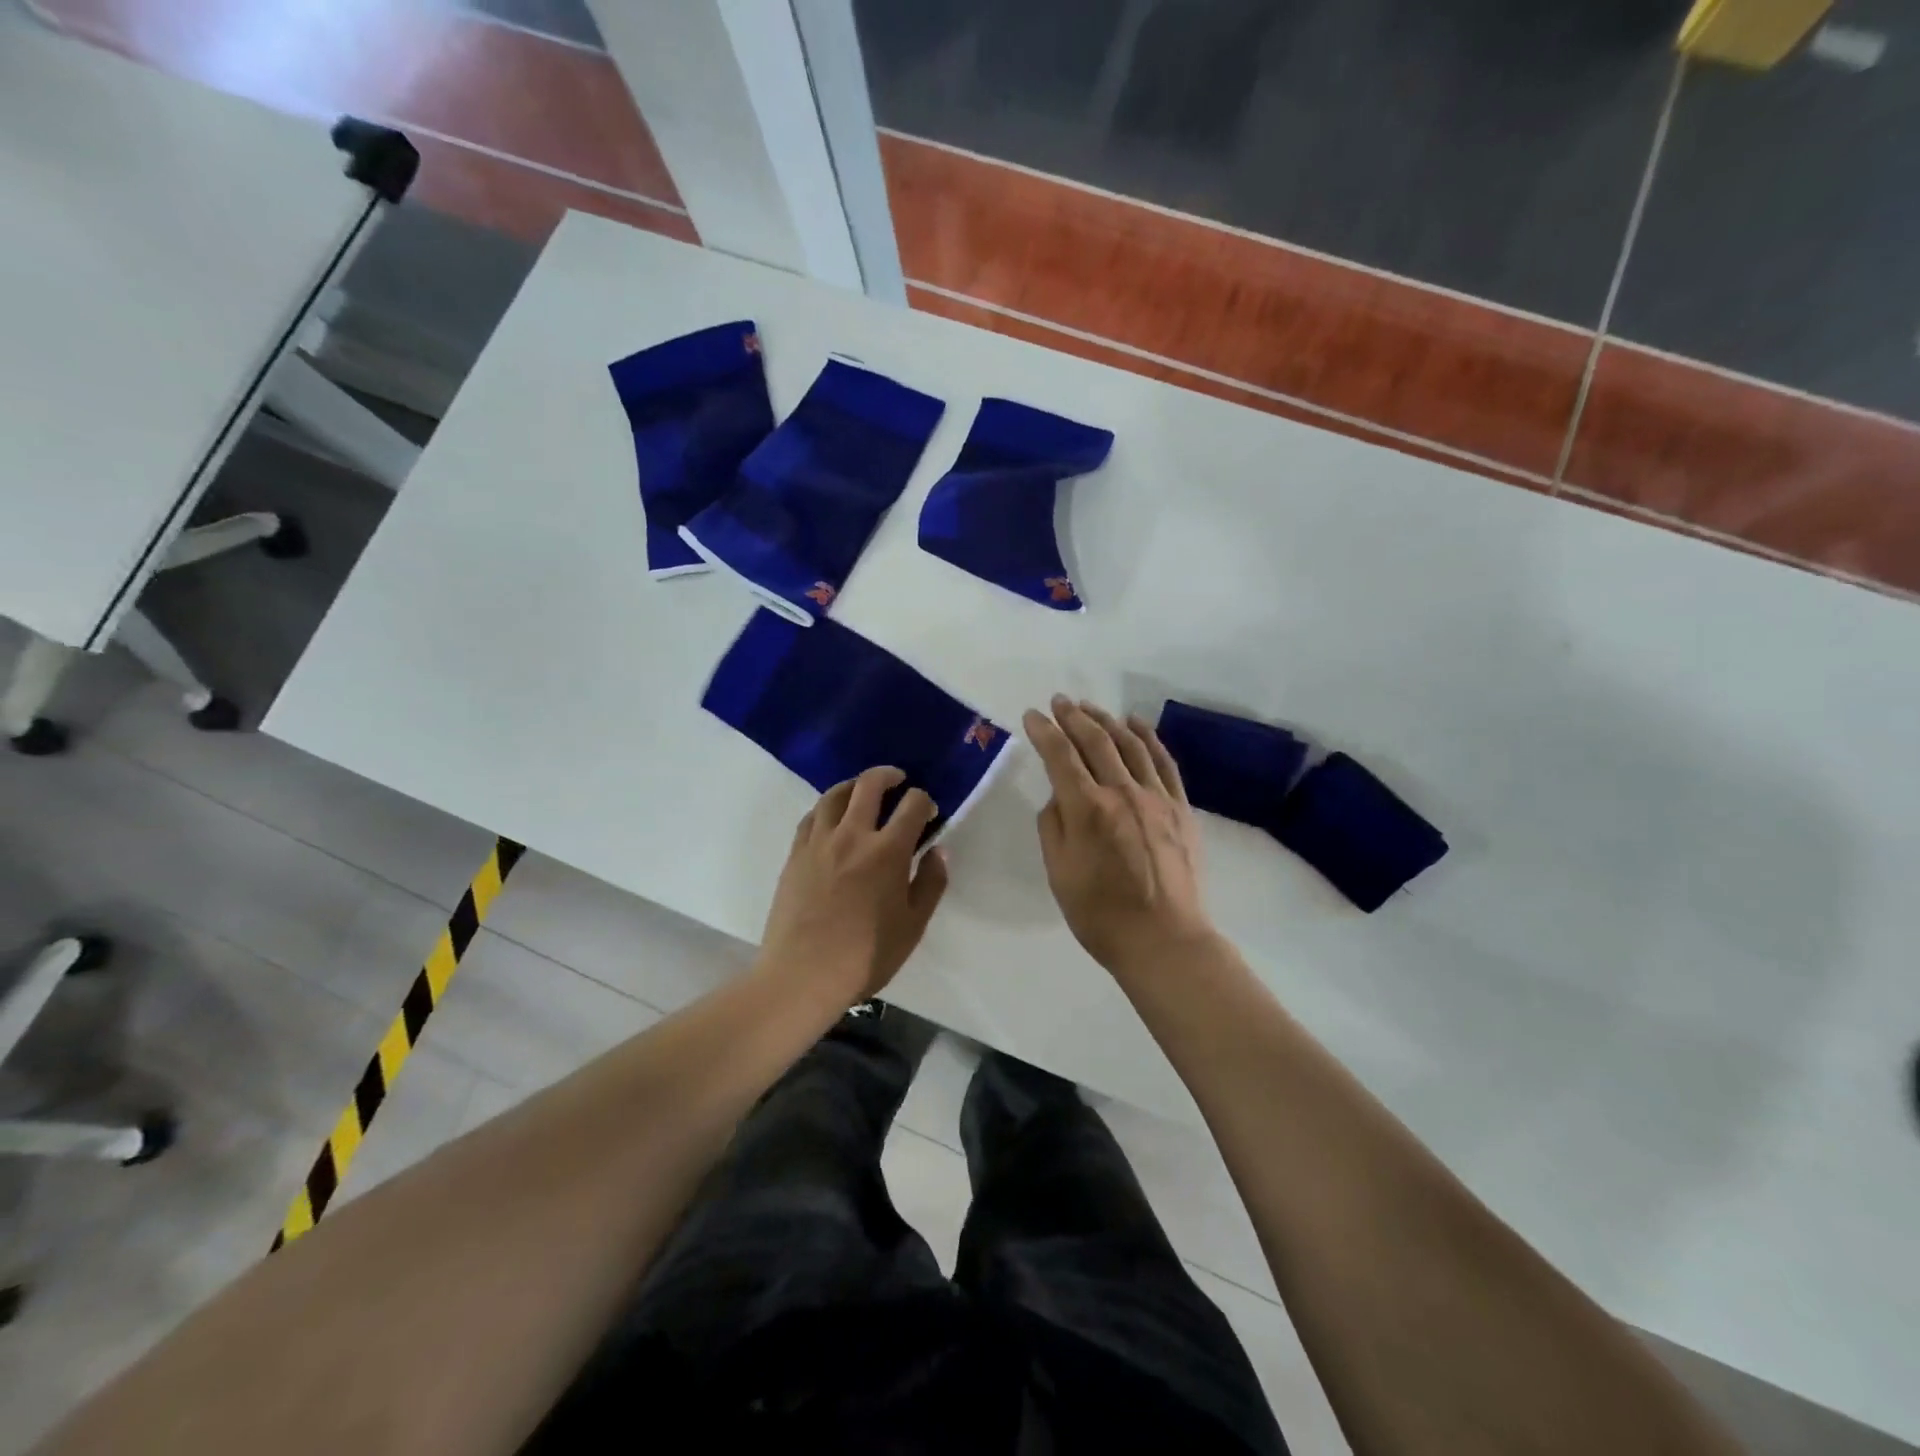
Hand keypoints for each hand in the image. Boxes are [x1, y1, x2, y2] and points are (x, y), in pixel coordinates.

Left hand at [758, 766, 950, 1004]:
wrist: (802, 975)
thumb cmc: (866, 956)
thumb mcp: (913, 925)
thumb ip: (930, 883)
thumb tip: (938, 851)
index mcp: (888, 851)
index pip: (912, 805)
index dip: (924, 800)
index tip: (928, 811)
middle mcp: (853, 835)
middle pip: (869, 785)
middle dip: (888, 776)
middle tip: (898, 780)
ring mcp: (819, 842)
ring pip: (835, 794)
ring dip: (854, 785)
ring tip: (863, 791)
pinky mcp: (795, 854)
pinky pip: (811, 816)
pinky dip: (826, 807)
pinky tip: (831, 817)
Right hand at [1023, 696, 1216, 980]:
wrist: (1164, 940)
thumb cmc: (1101, 914)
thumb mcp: (1059, 873)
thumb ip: (1053, 827)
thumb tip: (1059, 797)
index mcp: (1087, 809)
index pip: (1060, 756)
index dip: (1044, 731)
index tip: (1032, 716)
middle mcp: (1122, 792)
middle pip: (1095, 741)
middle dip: (1073, 716)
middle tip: (1059, 701)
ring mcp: (1157, 797)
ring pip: (1130, 744)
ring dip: (1107, 720)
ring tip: (1090, 708)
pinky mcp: (1181, 808)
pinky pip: (1163, 762)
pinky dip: (1148, 737)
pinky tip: (1136, 724)